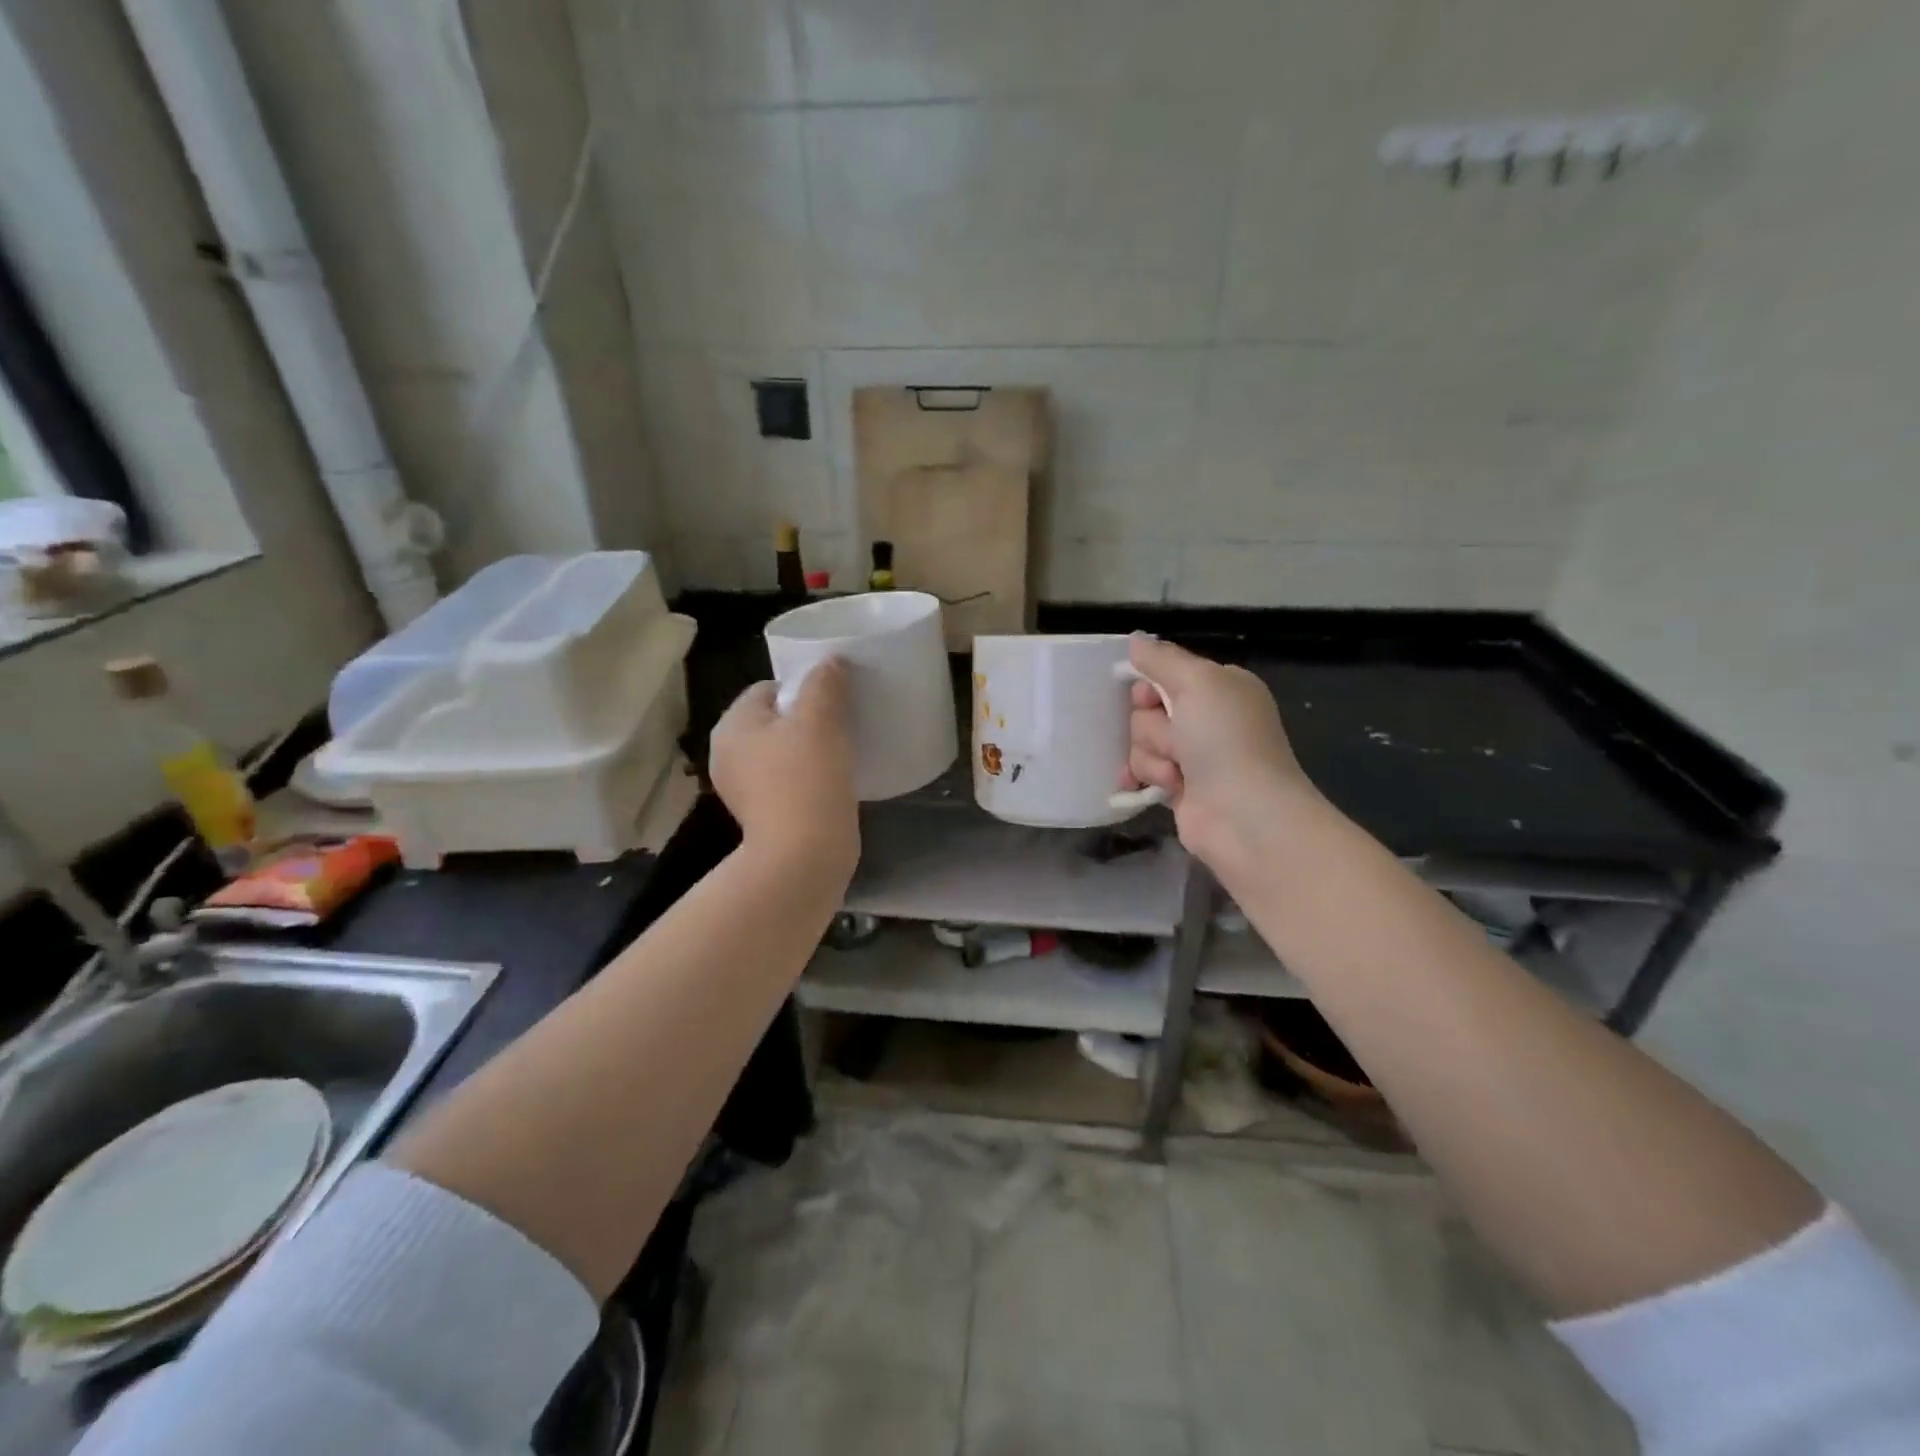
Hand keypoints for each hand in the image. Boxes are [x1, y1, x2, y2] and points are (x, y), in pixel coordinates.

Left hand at [710, 660, 858, 877]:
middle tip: (842, 725)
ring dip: (810, 749)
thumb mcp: (820, 719)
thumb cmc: (807, 779)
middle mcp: (728, 754)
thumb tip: (829, 662)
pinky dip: (807, 777)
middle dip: (807, 719)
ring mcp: (742, 788)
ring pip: (782, 752)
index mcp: (732, 726)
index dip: (803, 688)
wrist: (803, 855)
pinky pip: (787, 780)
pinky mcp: (762, 815)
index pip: (767, 688)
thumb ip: (824, 682)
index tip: (834, 701)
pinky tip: (831, 783)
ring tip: (841, 754)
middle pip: (774, 720)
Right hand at [1123, 634, 1326, 871]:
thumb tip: (1135, 639)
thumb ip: (1162, 659)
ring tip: (1177, 775)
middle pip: (1146, 711)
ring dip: (1153, 758)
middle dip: (1153, 729)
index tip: (1151, 701)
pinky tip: (1144, 787)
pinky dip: (1143, 777)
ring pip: (1141, 742)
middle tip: (1178, 743)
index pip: (1164, 675)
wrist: (1243, 815)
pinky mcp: (1179, 787)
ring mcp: (1193, 756)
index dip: (1149, 688)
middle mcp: (1207, 718)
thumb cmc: (1226, 740)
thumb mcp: (1199, 682)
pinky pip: (1142, 771)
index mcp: (1220, 688)